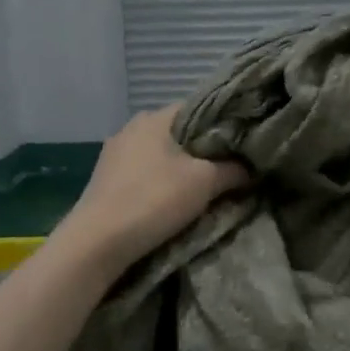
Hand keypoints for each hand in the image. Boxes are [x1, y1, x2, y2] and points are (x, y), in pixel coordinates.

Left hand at [57, 105, 248, 274]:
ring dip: (177, 167)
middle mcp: (131, 128)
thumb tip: (251, 167)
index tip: (240, 143)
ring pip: (158, 154)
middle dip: (200, 149)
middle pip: (177, 132)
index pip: (197, 108)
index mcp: (155, 118)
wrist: (98, 242)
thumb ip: (233, 170)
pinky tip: (168, 200)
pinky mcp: (104, 180)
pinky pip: (141, 173)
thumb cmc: (154, 200)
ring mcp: (113, 154)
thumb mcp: (205, 182)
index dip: (221, 123)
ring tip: (201, 187)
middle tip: (226, 168)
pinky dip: (157, 182)